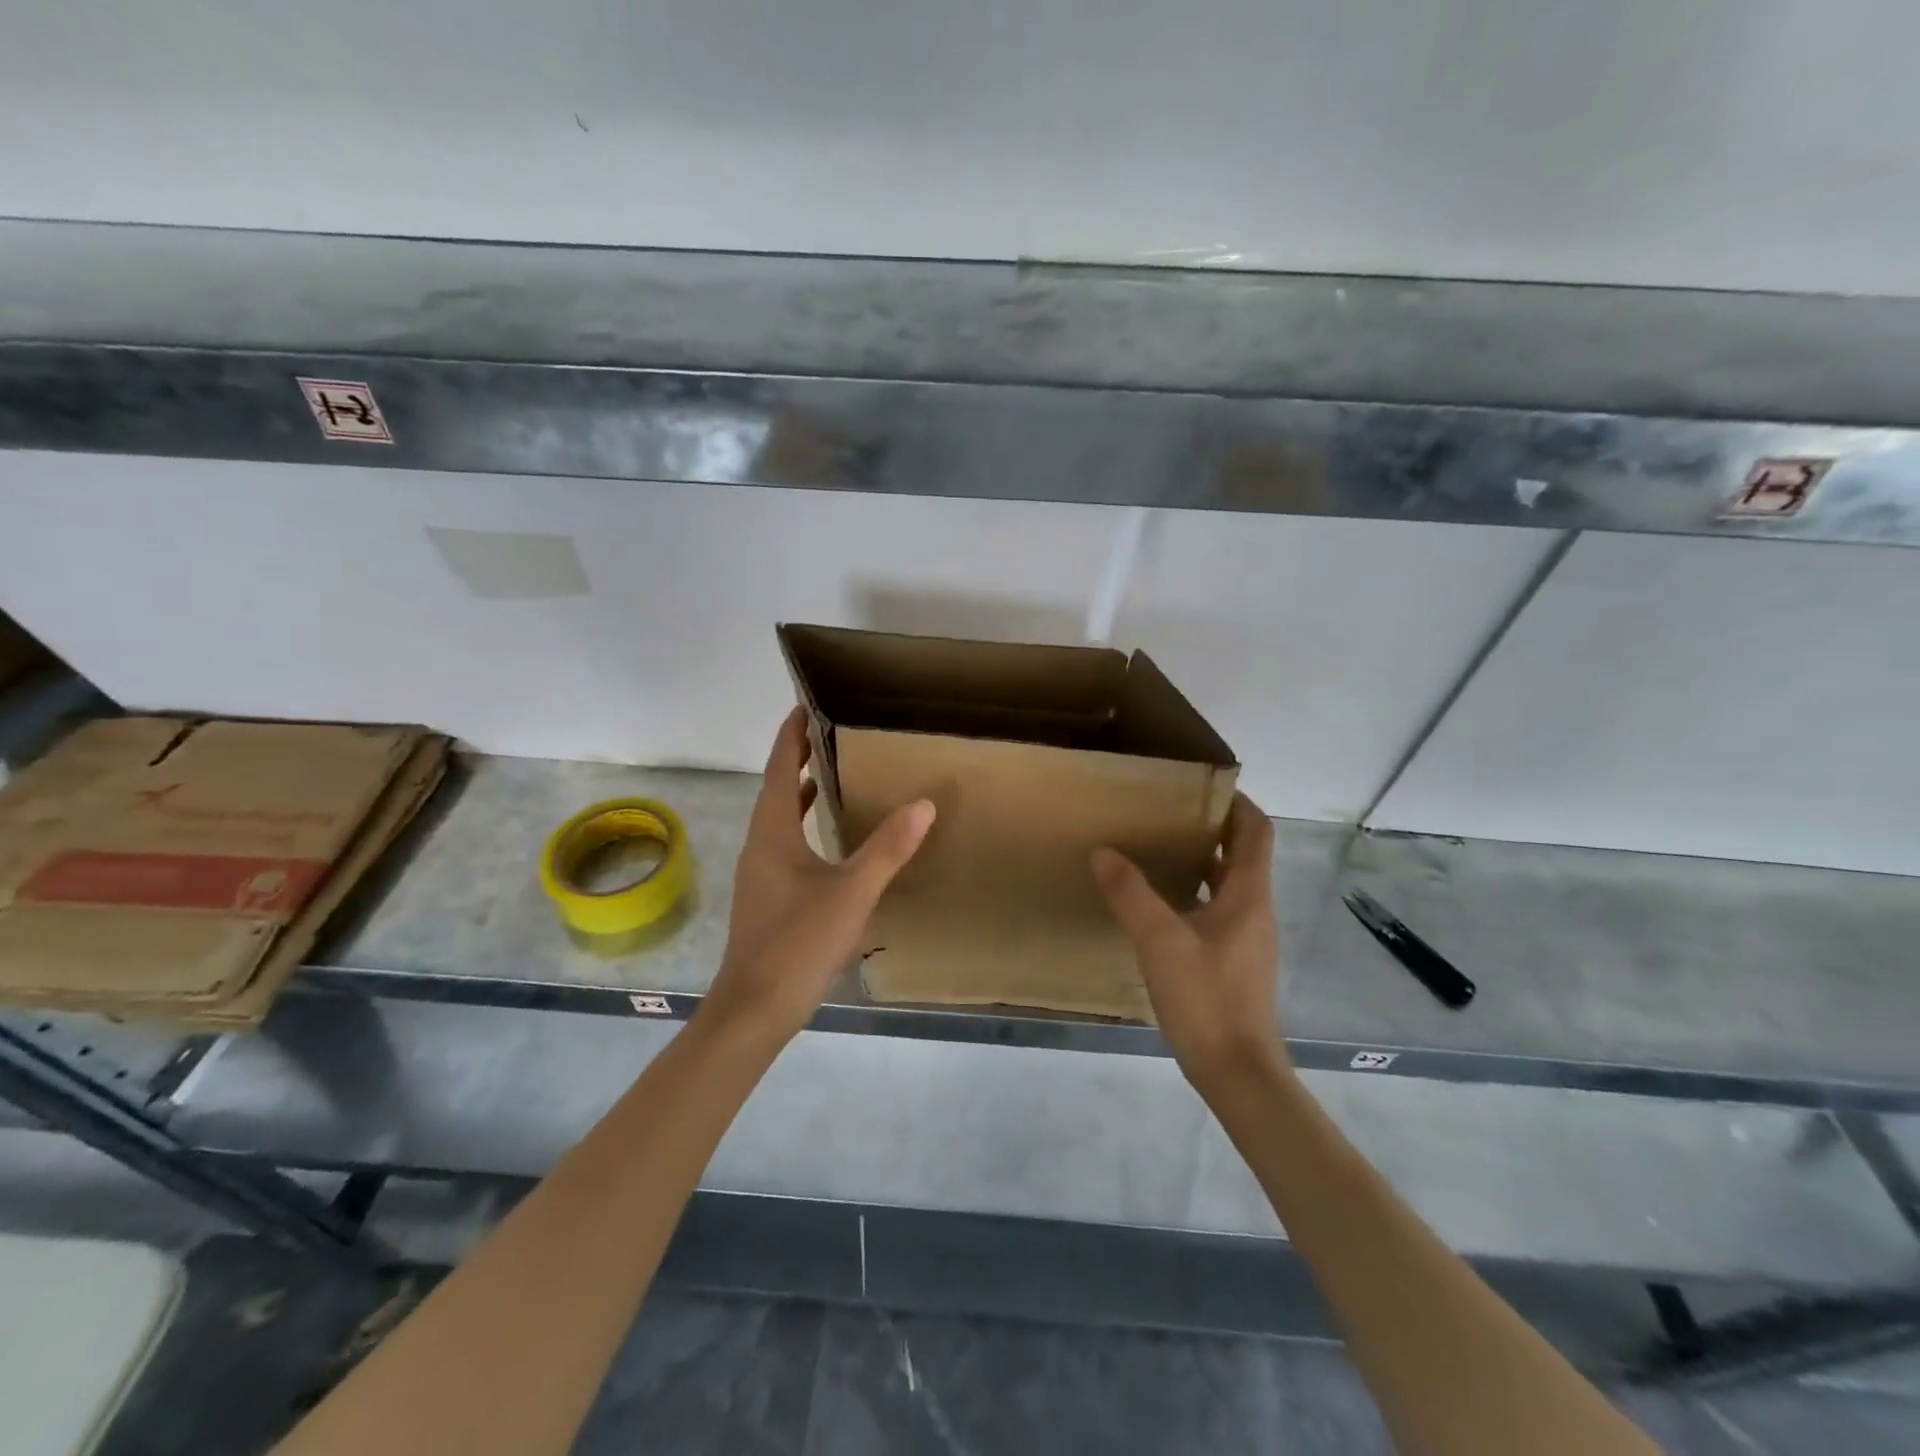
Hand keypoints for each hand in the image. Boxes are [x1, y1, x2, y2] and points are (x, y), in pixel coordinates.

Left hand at [701, 709, 935, 1045]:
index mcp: (772, 833)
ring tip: (829, 772)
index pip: (777, 769)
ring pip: (778, 818)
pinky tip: (828, 838)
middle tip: (827, 731)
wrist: (755, 1008)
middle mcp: (760, 846)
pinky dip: (803, 825)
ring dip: (798, 791)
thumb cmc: (798, 943)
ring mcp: (760, 873)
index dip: (789, 736)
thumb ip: (887, 849)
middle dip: (796, 758)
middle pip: (775, 789)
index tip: (803, 704)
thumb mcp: (851, 893)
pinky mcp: (768, 896)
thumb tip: (923, 804)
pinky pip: (785, 843)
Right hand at [1090, 794, 1284, 1086]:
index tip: (1201, 784)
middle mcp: (1254, 909)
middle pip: (1242, 853)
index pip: (1255, 830)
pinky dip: (1192, 893)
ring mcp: (1246, 937)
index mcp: (1248, 894)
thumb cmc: (1206, 998)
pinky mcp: (1233, 960)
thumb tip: (1103, 851)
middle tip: (1167, 811)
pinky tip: (1156, 903)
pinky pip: (1215, 909)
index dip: (1236, 802)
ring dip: (1200, 860)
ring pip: (1227, 883)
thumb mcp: (1159, 941)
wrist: (1237, 1072)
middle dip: (1211, 827)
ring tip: (1156, 847)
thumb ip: (1130, 893)